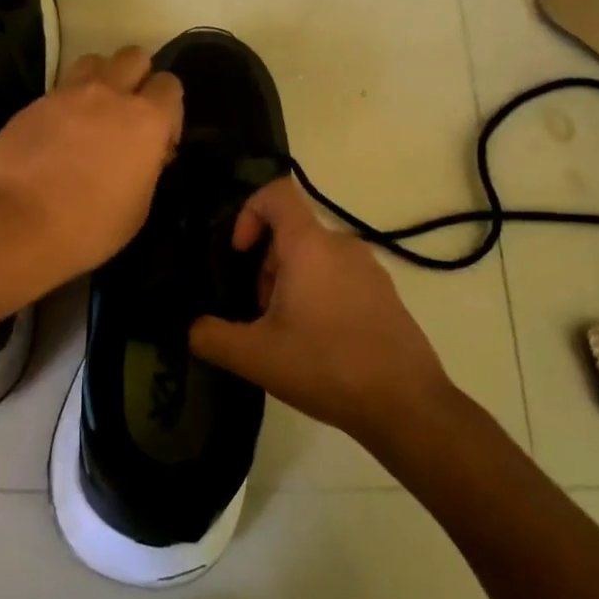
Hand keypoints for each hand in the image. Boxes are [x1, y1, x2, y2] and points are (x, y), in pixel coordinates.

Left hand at [0, 47, 182, 287]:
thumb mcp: (139, 206)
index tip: (158, 140)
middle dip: (137, 78)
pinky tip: (57, 135)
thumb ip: (147, 167)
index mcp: (146, 120)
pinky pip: (59, 89)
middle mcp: (110, 94)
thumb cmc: (90, 226)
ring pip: (94, 61)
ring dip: (101, 80)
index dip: (168, 110)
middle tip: (127, 116)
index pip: (170, 86)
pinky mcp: (33, 103)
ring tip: (92, 114)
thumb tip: (144, 153)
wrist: (19, 224)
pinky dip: (66, 104)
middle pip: (134, 57)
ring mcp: (67, 94)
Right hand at [189, 178, 454, 439]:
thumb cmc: (325, 367)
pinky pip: (339, 277)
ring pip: (314, 258)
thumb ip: (209, 336)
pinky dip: (317, 296)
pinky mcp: (385, 294)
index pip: (276, 194)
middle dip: (264, 267)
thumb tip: (192, 327)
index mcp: (310, 246)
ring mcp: (370, 269)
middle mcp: (342, 246)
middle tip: (258, 314)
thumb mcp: (254, 356)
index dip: (248, 213)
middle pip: (290, 233)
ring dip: (289, 284)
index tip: (239, 254)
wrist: (405, 405)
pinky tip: (318, 344)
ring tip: (286, 335)